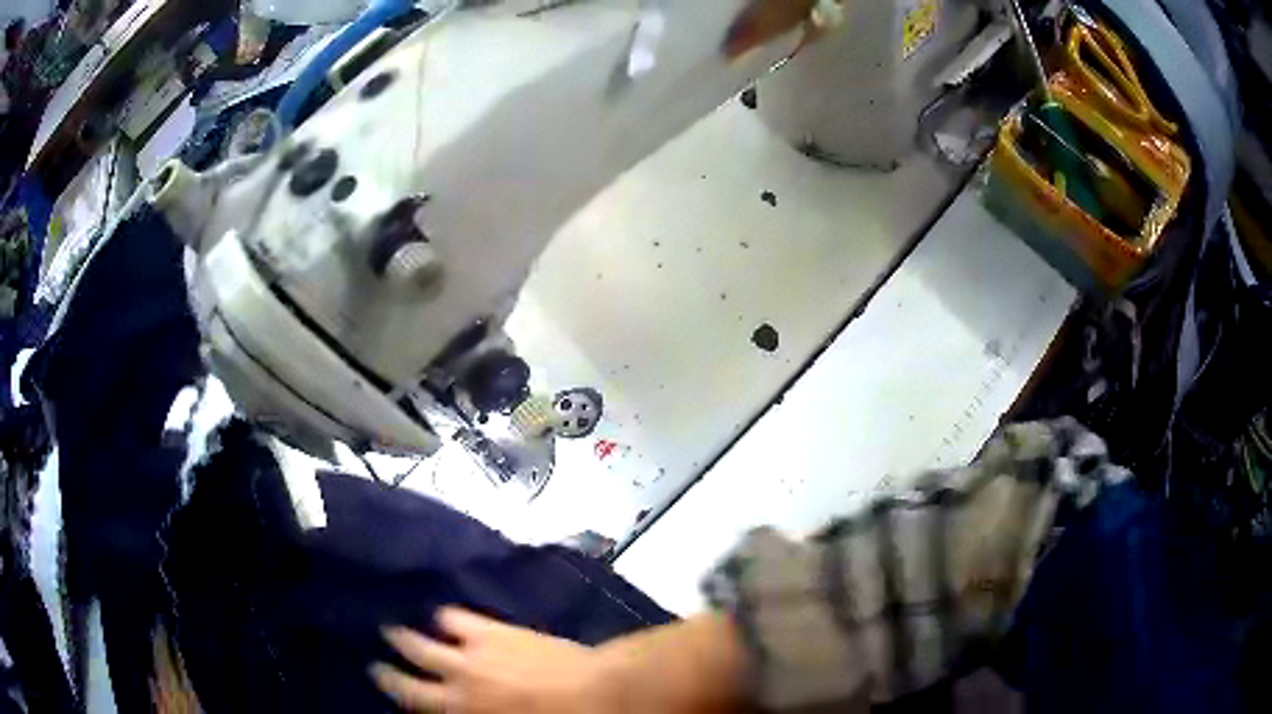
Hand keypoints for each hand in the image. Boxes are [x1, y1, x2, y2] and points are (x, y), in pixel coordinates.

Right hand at [372, 607, 616, 712]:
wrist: (596, 691)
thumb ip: (471, 712)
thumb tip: (453, 706)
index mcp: (461, 707)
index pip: (410, 694)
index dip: (389, 681)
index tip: (375, 669)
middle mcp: (458, 675)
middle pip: (413, 654)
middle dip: (394, 645)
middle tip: (383, 633)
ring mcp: (474, 648)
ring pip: (429, 631)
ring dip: (416, 627)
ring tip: (411, 619)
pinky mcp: (494, 629)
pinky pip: (458, 616)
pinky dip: (446, 615)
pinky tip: (445, 613)